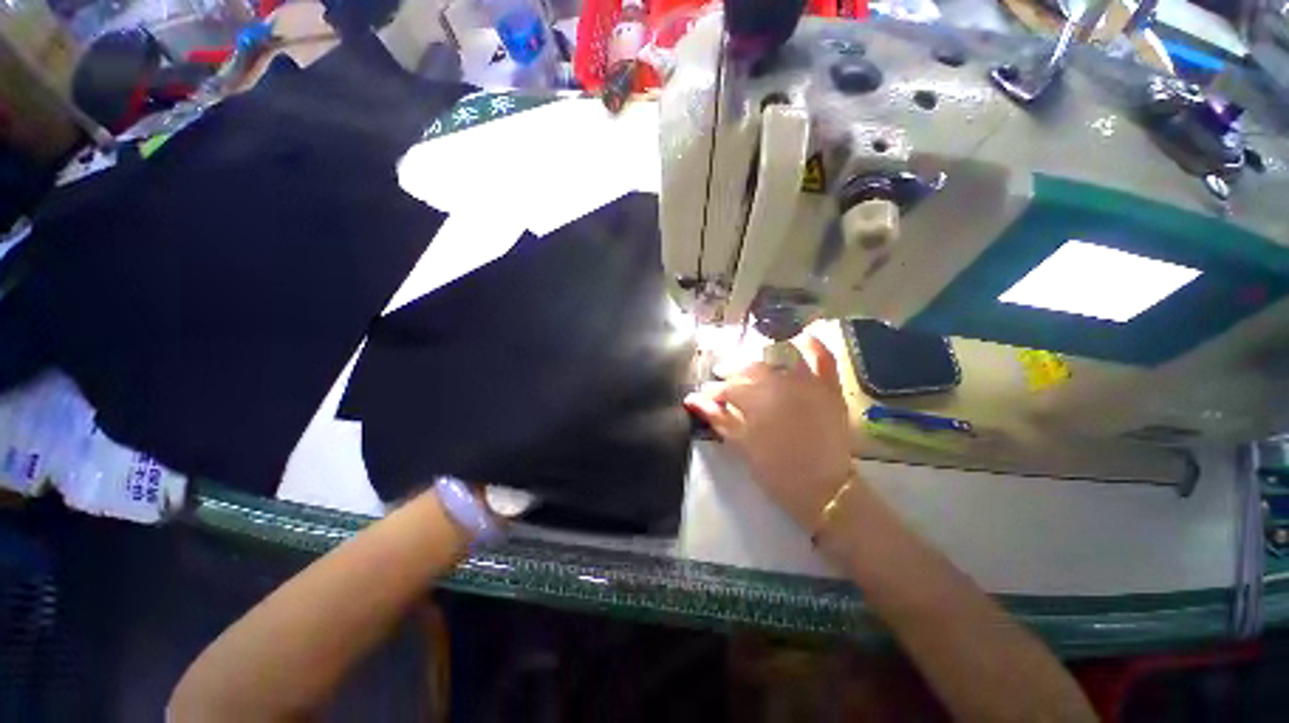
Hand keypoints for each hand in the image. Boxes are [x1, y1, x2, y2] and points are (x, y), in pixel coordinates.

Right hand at [684, 334, 853, 531]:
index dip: (713, 391)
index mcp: (756, 401)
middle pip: (750, 368)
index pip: (727, 388)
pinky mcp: (829, 387)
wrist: (825, 489)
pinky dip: (812, 344)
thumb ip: (716, 417)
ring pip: (780, 356)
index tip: (704, 395)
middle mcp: (780, 384)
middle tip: (722, 375)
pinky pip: (823, 358)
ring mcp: (807, 383)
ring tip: (752, 362)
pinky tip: (800, 337)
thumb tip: (691, 399)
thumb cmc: (776, 470)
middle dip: (731, 370)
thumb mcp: (741, 445)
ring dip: (762, 355)